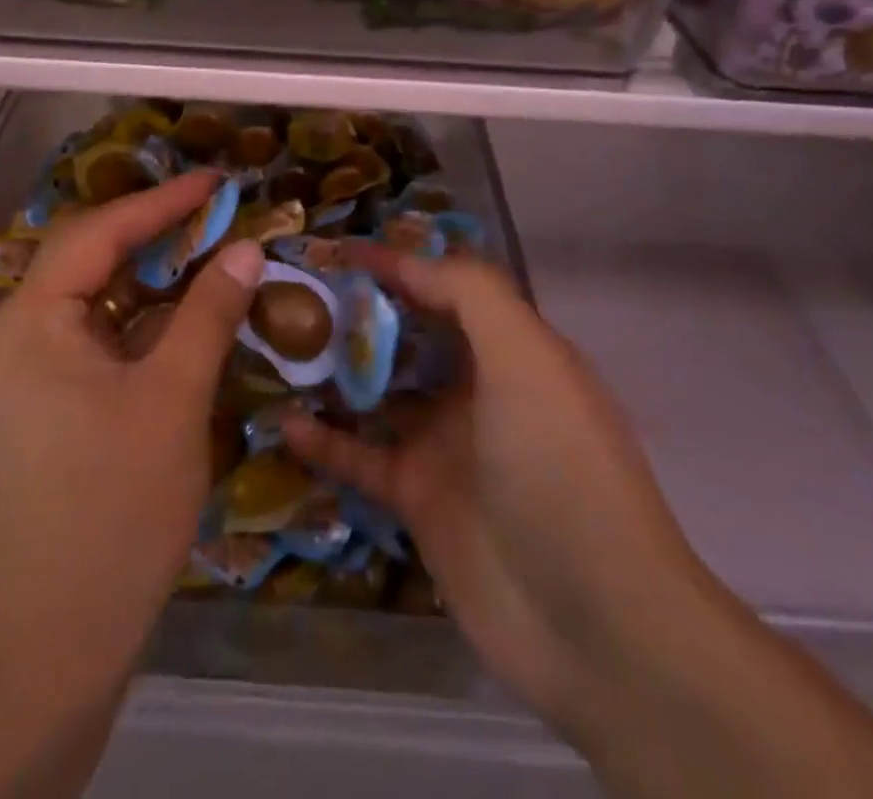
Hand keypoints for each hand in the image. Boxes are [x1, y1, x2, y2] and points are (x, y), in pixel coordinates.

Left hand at [0, 172, 264, 675]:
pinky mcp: (43, 397)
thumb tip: (247, 248)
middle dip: (153, 230)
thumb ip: (209, 312)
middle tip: (214, 210)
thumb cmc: (115, 505)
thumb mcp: (174, 396)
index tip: (215, 181)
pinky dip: (139, 314)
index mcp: (30, 319)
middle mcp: (14, 331)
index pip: (98, 232)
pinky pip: (94, 331)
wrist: (58, 633)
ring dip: (149, 272)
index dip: (161, 202)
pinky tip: (180, 311)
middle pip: (88, 255)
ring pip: (93, 294)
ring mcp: (25, 367)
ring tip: (206, 247)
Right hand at [283, 250, 705, 740]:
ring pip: (379, 392)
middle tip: (294, 295)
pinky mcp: (419, 498)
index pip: (445, 286)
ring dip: (335, 371)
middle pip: (407, 334)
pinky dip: (324, 441)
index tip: (336, 250)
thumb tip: (403, 259)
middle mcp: (477, 387)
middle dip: (357, 311)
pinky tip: (282, 424)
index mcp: (510, 348)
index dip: (395, 262)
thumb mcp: (526, 357)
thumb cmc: (559, 466)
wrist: (595, 622)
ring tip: (278, 347)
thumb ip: (470, 293)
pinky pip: (360, 457)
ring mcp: (446, 444)